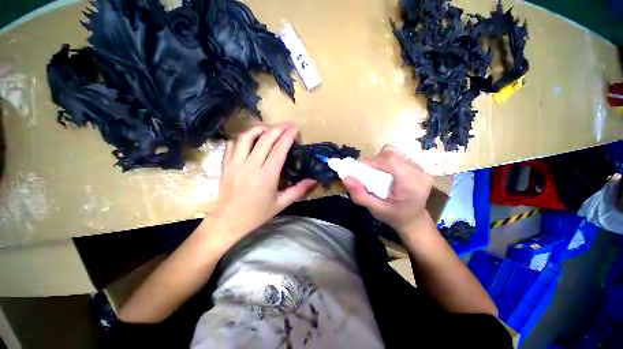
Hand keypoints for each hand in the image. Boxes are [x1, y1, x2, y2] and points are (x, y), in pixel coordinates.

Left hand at [202, 124, 316, 248]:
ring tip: (271, 128)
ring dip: (261, 128)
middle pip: (266, 138)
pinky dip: (244, 137)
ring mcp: (236, 163)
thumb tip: (314, 180)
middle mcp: (251, 165)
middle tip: (288, 125)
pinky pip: (234, 143)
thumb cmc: (257, 214)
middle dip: (279, 128)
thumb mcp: (281, 204)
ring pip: (247, 136)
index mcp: (267, 175)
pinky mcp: (226, 164)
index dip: (288, 136)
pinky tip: (252, 139)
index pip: (279, 149)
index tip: (296, 130)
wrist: (228, 220)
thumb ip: (298, 190)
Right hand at [343, 145, 432, 234]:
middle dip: (374, 161)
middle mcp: (420, 173)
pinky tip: (385, 173)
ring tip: (375, 174)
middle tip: (365, 174)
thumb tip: (345, 178)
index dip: (371, 162)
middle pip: (391, 154)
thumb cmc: (394, 216)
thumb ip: (360, 195)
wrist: (413, 219)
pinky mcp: (417, 166)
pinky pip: (397, 155)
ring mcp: (420, 168)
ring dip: (379, 160)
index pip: (390, 162)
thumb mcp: (375, 209)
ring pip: (393, 152)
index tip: (357, 170)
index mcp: (413, 185)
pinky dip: (385, 161)